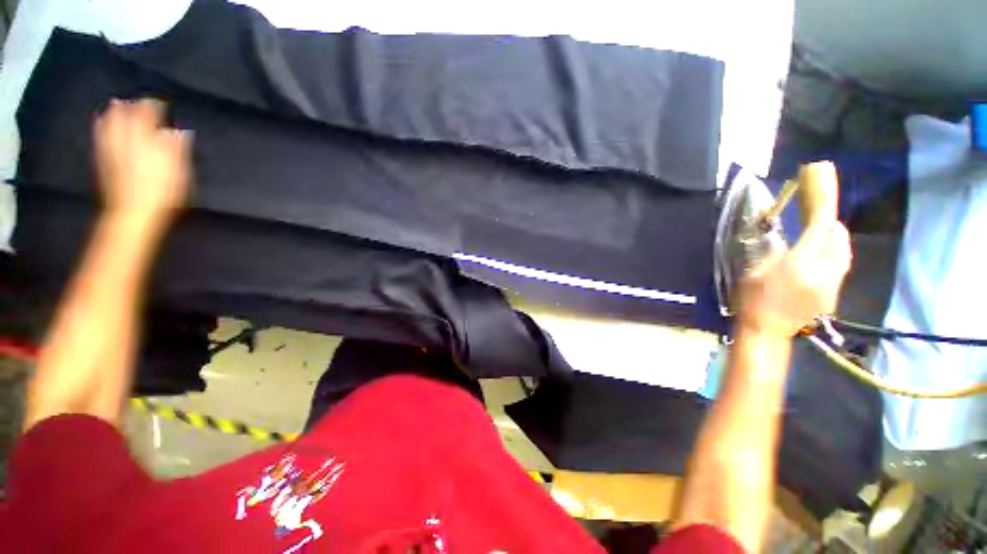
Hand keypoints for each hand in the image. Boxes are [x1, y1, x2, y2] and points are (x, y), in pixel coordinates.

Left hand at [94, 98, 191, 227]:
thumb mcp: (179, 173)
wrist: (133, 215)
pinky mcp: (104, 162)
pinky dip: (102, 127)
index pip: (148, 117)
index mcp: (146, 142)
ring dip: (114, 114)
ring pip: (110, 125)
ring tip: (117, 104)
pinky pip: (101, 138)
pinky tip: (101, 123)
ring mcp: (112, 151)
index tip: (160, 102)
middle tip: (137, 101)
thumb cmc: (162, 194)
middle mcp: (126, 141)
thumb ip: (177, 150)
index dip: (153, 107)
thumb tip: (181, 132)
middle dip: (132, 108)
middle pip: (126, 118)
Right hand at [737, 163, 851, 337]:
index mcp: (799, 265)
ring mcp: (832, 282)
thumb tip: (787, 235)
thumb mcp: (755, 271)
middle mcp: (823, 271)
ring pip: (842, 249)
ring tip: (819, 233)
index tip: (819, 176)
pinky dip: (833, 251)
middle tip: (816, 214)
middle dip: (829, 221)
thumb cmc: (753, 300)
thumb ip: (775, 251)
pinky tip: (819, 255)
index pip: (819, 226)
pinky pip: (840, 262)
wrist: (768, 330)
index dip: (822, 201)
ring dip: (833, 236)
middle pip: (837, 236)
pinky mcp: (834, 290)